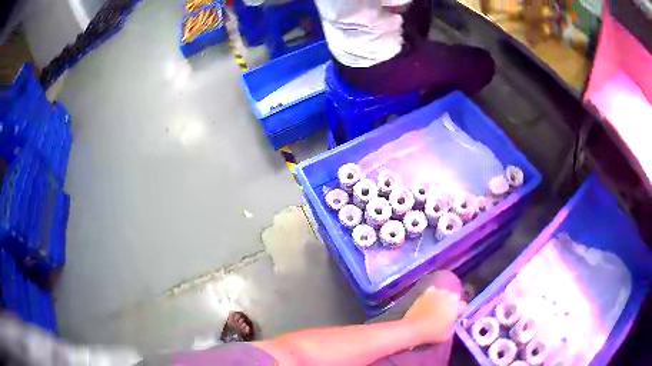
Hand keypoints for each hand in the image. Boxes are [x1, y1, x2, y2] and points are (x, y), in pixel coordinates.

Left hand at [403, 287, 466, 343]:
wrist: (413, 328)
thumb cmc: (433, 333)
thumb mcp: (448, 334)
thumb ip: (454, 326)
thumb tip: (453, 323)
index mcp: (456, 306)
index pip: (463, 306)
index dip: (461, 313)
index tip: (457, 318)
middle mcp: (448, 296)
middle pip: (455, 297)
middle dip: (453, 303)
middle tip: (448, 312)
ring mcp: (436, 293)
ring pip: (444, 293)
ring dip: (444, 298)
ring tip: (439, 306)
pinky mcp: (424, 294)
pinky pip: (432, 291)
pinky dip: (433, 295)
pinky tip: (431, 301)